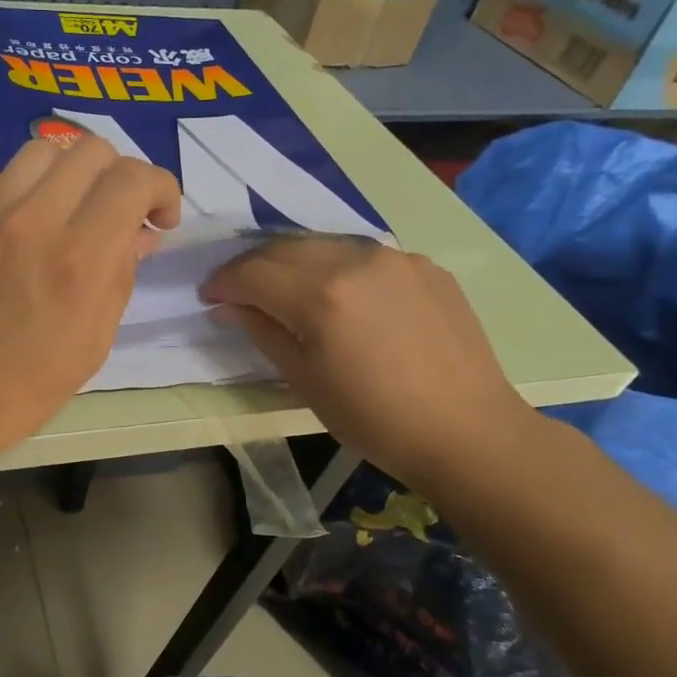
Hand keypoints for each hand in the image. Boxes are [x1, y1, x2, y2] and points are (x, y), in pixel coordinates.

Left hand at [0, 137, 180, 466]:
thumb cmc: (24, 386)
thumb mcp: (92, 344)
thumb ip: (121, 277)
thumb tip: (139, 234)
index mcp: (81, 257)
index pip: (133, 179)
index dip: (161, 189)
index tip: (160, 218)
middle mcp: (37, 219)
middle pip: (92, 150)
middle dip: (118, 176)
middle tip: (116, 214)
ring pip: (42, 150)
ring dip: (69, 173)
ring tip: (68, 209)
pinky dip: (17, 187)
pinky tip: (17, 219)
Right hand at [202, 236, 534, 495]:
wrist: (467, 431)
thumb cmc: (374, 418)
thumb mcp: (304, 380)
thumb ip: (262, 332)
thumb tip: (228, 306)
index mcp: (321, 294)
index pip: (253, 272)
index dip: (223, 282)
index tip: (209, 296)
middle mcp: (356, 260)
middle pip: (284, 248)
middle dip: (251, 266)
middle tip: (236, 290)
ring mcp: (396, 258)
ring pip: (324, 245)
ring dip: (292, 262)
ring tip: (282, 288)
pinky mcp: (424, 266)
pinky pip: (364, 255)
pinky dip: (336, 267)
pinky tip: (338, 295)